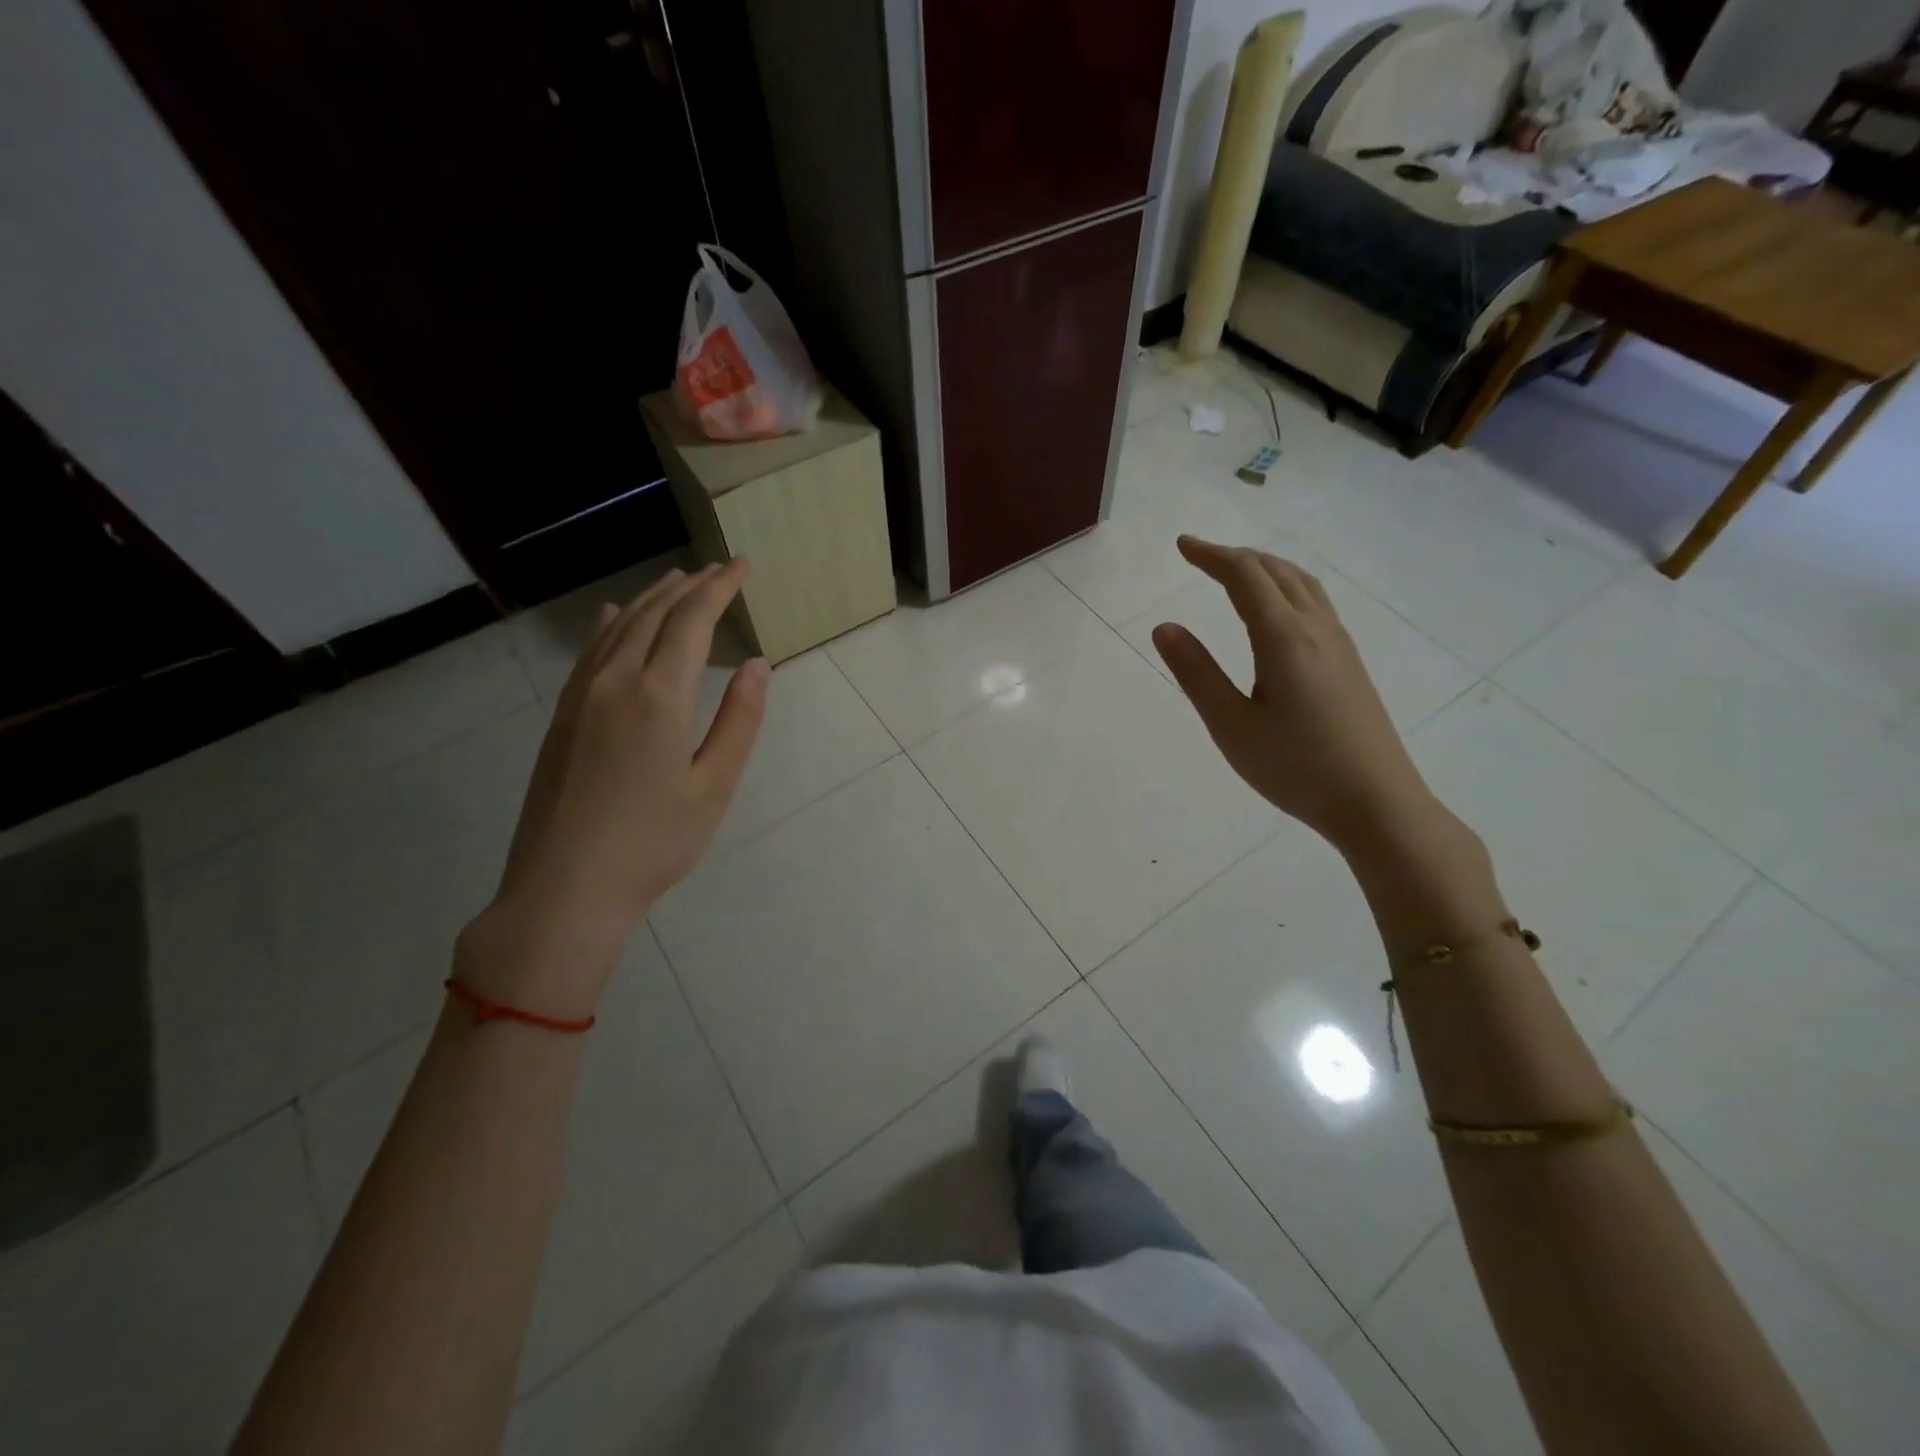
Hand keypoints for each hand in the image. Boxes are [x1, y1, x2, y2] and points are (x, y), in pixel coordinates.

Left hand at [464, 562, 767, 1010]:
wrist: (564, 887)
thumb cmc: (653, 843)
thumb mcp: (713, 786)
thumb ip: (739, 721)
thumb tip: (756, 664)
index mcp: (659, 695)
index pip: (693, 620)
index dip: (720, 588)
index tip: (743, 566)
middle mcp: (615, 680)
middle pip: (655, 614)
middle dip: (690, 586)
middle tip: (719, 570)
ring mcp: (580, 696)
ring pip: (620, 627)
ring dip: (653, 599)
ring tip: (679, 581)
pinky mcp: (562, 715)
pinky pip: (591, 651)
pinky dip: (613, 624)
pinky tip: (616, 617)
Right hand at [1151, 537, 1441, 856]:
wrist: (1376, 802)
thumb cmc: (1295, 767)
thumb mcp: (1231, 725)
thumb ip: (1196, 673)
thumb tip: (1164, 626)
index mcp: (1283, 637)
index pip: (1244, 576)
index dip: (1211, 555)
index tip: (1181, 546)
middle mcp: (1315, 628)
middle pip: (1276, 570)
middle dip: (1235, 556)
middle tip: (1200, 557)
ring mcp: (1339, 644)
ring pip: (1301, 583)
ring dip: (1265, 568)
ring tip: (1236, 572)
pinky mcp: (1350, 662)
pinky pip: (1315, 602)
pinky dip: (1286, 586)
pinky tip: (1278, 611)